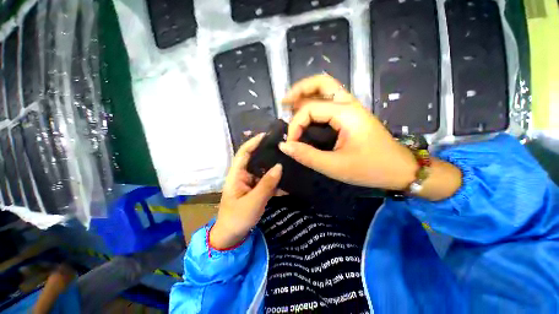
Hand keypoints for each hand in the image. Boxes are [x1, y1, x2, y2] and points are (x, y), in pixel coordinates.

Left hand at [211, 134, 281, 248]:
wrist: (232, 237)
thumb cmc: (237, 218)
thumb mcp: (253, 202)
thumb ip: (267, 184)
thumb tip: (279, 166)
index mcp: (236, 175)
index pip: (244, 153)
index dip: (254, 142)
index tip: (267, 135)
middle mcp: (243, 175)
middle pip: (255, 159)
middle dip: (267, 153)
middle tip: (283, 147)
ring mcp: (250, 183)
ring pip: (263, 170)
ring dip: (273, 167)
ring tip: (288, 160)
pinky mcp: (255, 190)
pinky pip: (266, 181)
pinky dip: (275, 180)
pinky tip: (286, 180)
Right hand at [280, 74, 417, 190]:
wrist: (399, 170)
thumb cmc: (369, 169)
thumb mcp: (334, 166)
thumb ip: (307, 155)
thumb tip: (284, 146)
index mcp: (346, 114)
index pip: (310, 109)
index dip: (295, 125)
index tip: (291, 144)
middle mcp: (349, 104)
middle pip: (321, 83)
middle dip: (299, 90)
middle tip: (284, 103)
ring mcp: (352, 108)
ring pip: (326, 89)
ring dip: (307, 93)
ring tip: (291, 105)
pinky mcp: (351, 115)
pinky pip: (330, 101)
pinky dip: (315, 103)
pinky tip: (306, 114)